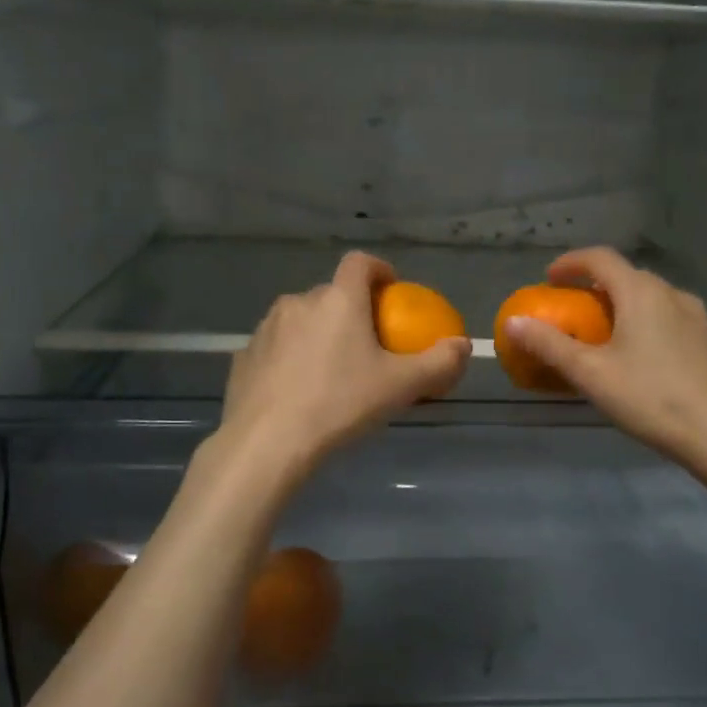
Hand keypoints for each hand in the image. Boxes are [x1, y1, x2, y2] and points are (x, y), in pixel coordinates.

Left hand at [218, 251, 471, 478]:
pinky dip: (290, 357)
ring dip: (318, 333)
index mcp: (338, 300)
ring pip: (300, 319)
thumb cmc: (340, 405)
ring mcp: (266, 328)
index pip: (360, 262)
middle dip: (350, 311)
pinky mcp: (243, 356)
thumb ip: (439, 363)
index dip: (379, 270)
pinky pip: (276, 347)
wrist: (267, 443)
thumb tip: (464, 346)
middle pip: (331, 294)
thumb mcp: (400, 387)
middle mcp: (299, 302)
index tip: (391, 291)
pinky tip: (297, 390)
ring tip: (331, 370)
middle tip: (366, 346)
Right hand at [501, 247, 706, 477]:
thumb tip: (513, 323)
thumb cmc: (652, 397)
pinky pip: (669, 318)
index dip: (571, 262)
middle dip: (595, 286)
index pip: (601, 258)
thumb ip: (550, 345)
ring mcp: (697, 317)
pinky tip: (641, 355)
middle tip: (573, 310)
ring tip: (605, 332)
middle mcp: (672, 294)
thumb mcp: (591, 374)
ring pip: (651, 297)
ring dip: (623, 304)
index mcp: (641, 292)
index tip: (549, 279)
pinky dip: (646, 322)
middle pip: (627, 276)